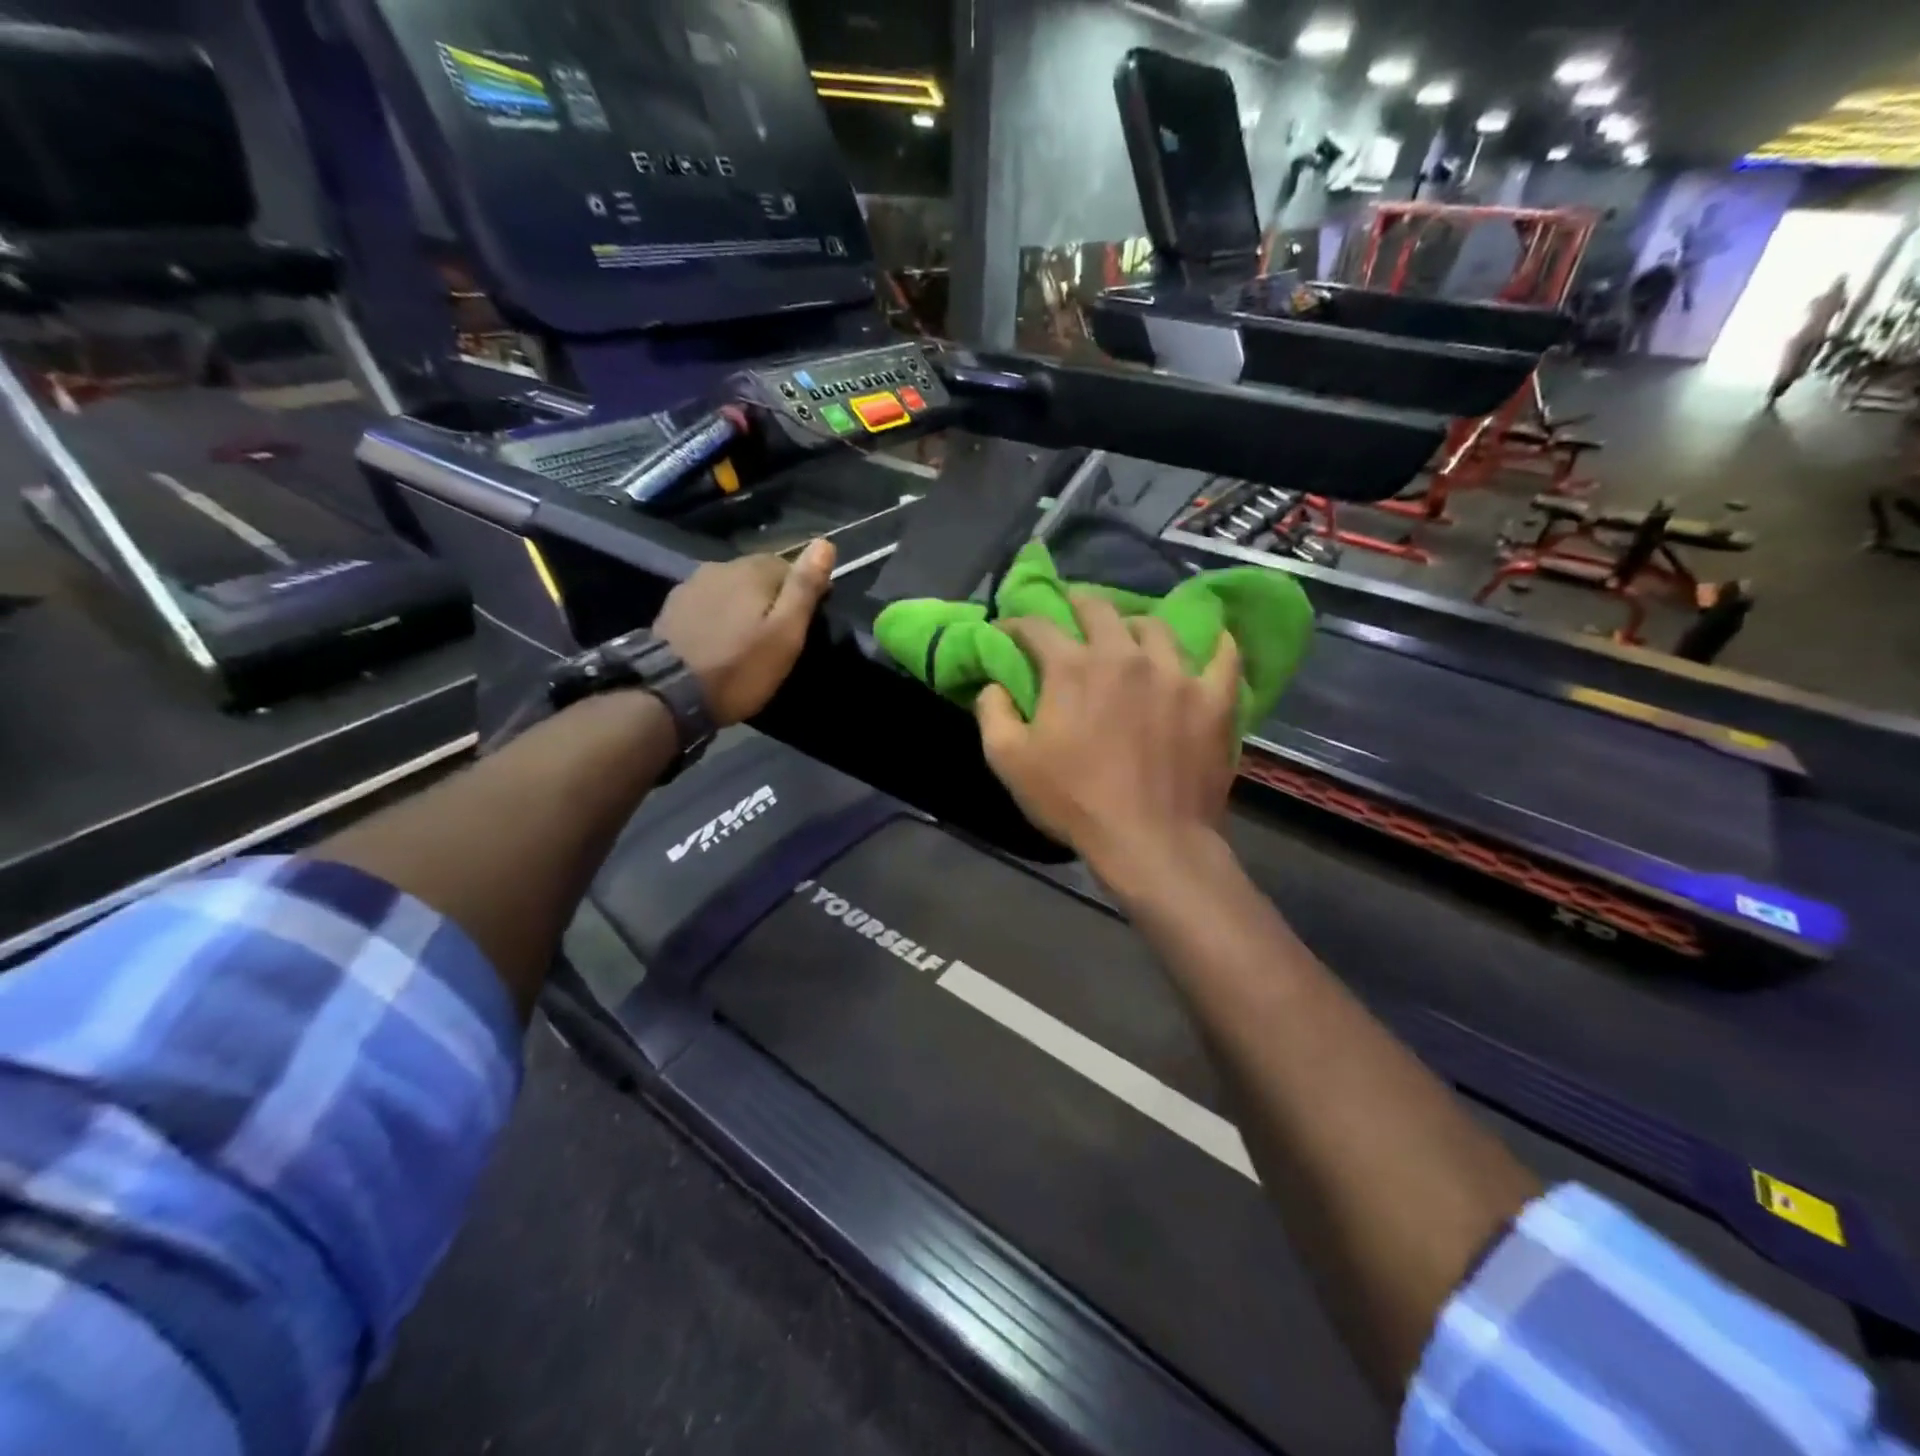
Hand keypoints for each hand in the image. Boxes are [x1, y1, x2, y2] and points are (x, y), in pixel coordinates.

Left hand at [653, 539, 835, 724]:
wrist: (668, 693)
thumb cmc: (739, 667)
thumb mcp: (785, 633)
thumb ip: (804, 588)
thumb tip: (825, 543)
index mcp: (752, 570)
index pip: (789, 566)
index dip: (801, 591)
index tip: (805, 622)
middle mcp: (720, 566)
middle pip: (757, 575)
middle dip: (771, 597)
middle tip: (777, 635)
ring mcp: (691, 585)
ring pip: (730, 588)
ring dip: (743, 606)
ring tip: (748, 639)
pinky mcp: (672, 608)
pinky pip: (708, 604)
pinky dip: (718, 616)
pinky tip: (719, 640)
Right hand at [976, 594, 1240, 888]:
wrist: (1149, 840)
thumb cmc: (1073, 801)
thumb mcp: (1009, 762)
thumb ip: (993, 713)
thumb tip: (993, 684)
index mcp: (1073, 668)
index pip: (1038, 627)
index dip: (1017, 623)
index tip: (1008, 630)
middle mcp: (1125, 656)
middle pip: (1100, 610)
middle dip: (1079, 604)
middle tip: (1073, 610)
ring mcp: (1176, 673)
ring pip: (1157, 628)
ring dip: (1136, 625)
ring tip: (1132, 634)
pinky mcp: (1213, 698)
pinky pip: (1223, 657)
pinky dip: (1216, 645)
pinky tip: (1213, 642)